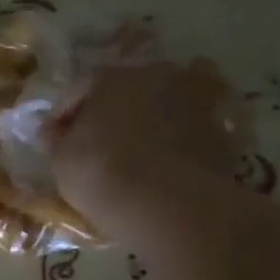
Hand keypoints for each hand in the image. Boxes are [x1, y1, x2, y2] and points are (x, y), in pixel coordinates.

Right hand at [48, 58, 246, 237]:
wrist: (168, 204)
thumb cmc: (101, 172)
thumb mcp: (61, 159)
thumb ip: (58, 139)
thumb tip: (55, 131)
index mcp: (112, 75)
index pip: (81, 88)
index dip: (66, 114)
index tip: (55, 139)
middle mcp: (157, 75)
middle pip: (131, 86)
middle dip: (117, 107)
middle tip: (104, 137)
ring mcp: (196, 99)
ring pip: (170, 100)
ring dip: (157, 116)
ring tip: (145, 145)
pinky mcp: (224, 129)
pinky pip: (197, 127)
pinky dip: (186, 137)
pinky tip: (174, 159)